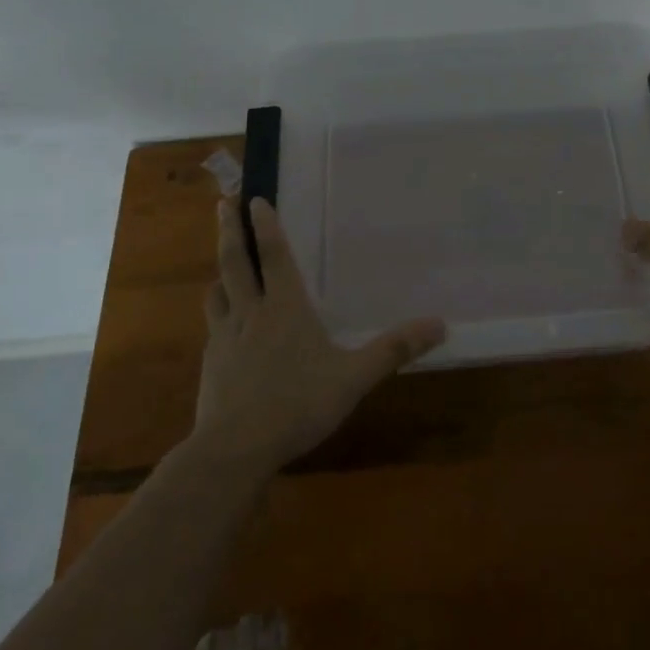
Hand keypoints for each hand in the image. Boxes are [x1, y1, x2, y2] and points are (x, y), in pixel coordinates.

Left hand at [193, 197, 445, 472]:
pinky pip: (213, 328)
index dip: (265, 225)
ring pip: (217, 293)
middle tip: (222, 206)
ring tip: (222, 264)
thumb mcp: (354, 378)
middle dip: (229, 232)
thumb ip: (393, 350)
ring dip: (220, 273)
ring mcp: (225, 338)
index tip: (253, 199)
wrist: (234, 449)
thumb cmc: (297, 404)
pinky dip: (217, 315)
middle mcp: (251, 312)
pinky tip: (222, 328)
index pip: (273, 255)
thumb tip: (439, 324)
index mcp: (284, 307)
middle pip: (235, 262)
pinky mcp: (210, 365)